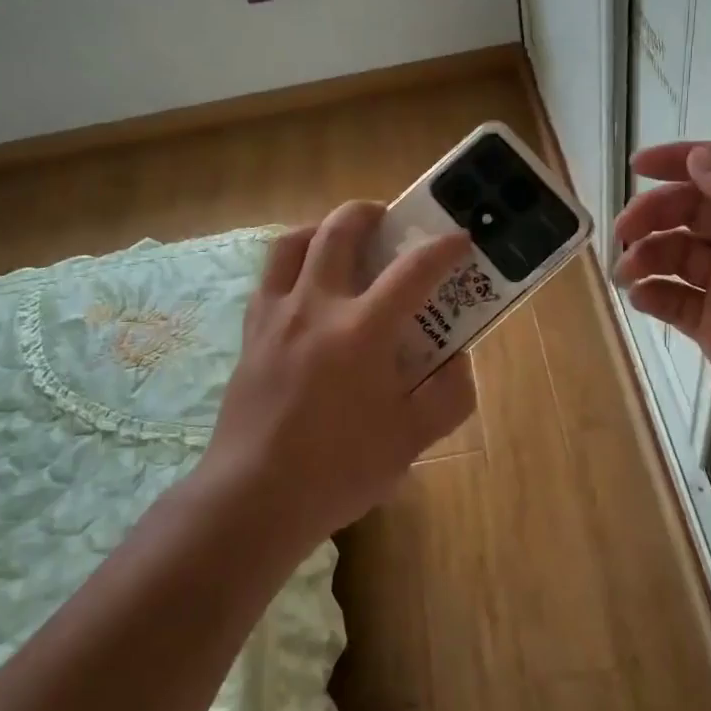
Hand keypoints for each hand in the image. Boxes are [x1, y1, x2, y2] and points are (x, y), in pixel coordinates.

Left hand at [202, 202, 477, 542]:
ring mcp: (276, 316)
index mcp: (363, 330)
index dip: (443, 248)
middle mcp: (317, 306)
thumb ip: (448, 396)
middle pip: (340, 231)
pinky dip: (291, 265)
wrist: (254, 498)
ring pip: (292, 243)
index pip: (413, 270)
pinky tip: (305, 290)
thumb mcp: (411, 441)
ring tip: (340, 241)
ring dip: (321, 228)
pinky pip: (268, 278)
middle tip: (388, 219)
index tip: (460, 239)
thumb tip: (460, 362)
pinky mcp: (250, 333)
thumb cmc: (339, 470)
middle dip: (370, 213)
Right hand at [613, 142, 710, 480]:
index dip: (687, 161)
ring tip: (627, 273)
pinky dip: (651, 293)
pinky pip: (674, 300)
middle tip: (624, 232)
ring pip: (679, 254)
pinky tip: (639, 299)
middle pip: (696, 211)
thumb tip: (700, 158)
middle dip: (656, 213)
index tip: (640, 166)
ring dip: (648, 254)